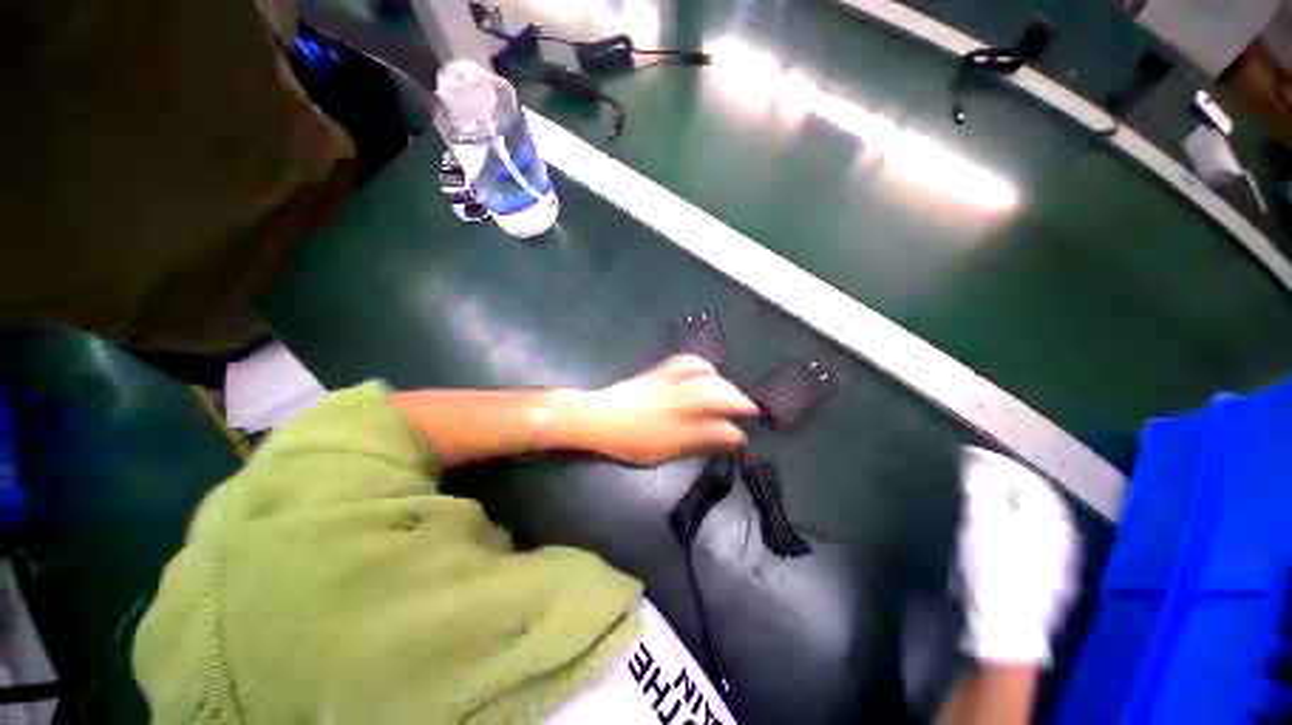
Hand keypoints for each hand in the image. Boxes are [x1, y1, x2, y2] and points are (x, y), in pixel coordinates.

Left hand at [570, 355, 759, 465]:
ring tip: (732, 391)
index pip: (715, 431)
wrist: (599, 418)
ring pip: (704, 379)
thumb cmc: (628, 442)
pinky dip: (702, 365)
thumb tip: (721, 441)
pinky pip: (684, 362)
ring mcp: (667, 386)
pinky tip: (708, 371)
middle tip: (749, 408)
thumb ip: (693, 446)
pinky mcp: (658, 373)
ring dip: (724, 383)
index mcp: (676, 431)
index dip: (733, 434)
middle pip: (715, 397)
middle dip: (738, 401)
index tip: (742, 437)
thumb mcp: (662, 453)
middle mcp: (675, 406)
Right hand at [957, 447, 1079, 665]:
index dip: (993, 462)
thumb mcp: (982, 518)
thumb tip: (977, 461)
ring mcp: (1059, 559)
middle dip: (999, 483)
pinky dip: (1010, 527)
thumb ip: (981, 484)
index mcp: (1051, 515)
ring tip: (977, 501)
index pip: (1023, 474)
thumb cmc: (993, 567)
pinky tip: (993, 535)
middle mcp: (1063, 534)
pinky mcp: (1048, 578)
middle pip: (1029, 496)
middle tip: (968, 476)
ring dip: (1004, 505)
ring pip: (1030, 519)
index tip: (965, 455)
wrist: (1005, 628)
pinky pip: (1029, 539)